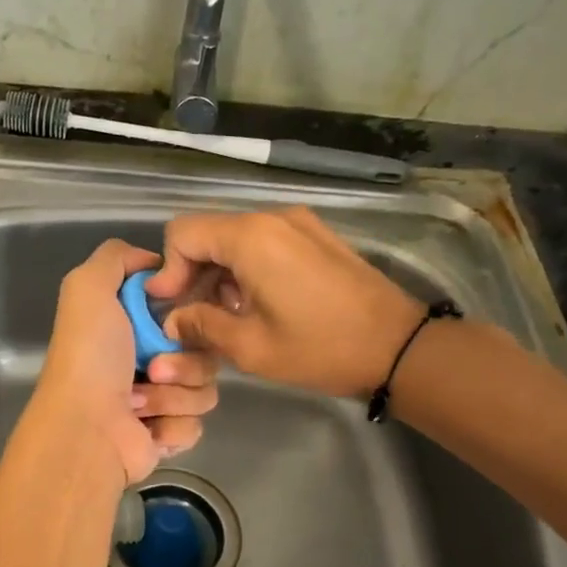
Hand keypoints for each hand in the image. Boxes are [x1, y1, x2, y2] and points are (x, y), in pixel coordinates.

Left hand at [28, 239, 220, 484]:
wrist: (87, 428)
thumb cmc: (90, 356)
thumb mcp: (88, 287)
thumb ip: (116, 257)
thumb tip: (153, 263)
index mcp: (129, 328)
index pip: (184, 313)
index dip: (188, 314)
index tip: (177, 320)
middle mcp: (145, 362)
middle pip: (203, 351)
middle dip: (185, 359)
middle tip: (155, 367)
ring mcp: (158, 401)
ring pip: (205, 388)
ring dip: (175, 394)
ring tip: (139, 401)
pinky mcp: (167, 436)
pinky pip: (197, 422)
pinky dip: (173, 424)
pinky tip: (146, 426)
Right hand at [147, 207, 422, 398]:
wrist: (398, 346)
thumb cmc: (320, 348)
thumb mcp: (250, 346)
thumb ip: (201, 325)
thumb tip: (172, 320)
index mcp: (251, 238)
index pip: (183, 233)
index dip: (168, 269)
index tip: (168, 306)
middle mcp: (273, 218)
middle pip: (209, 233)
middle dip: (191, 273)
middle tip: (191, 316)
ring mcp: (299, 224)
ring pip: (236, 238)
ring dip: (219, 273)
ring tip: (224, 316)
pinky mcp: (317, 237)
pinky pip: (265, 243)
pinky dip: (246, 268)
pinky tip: (255, 304)